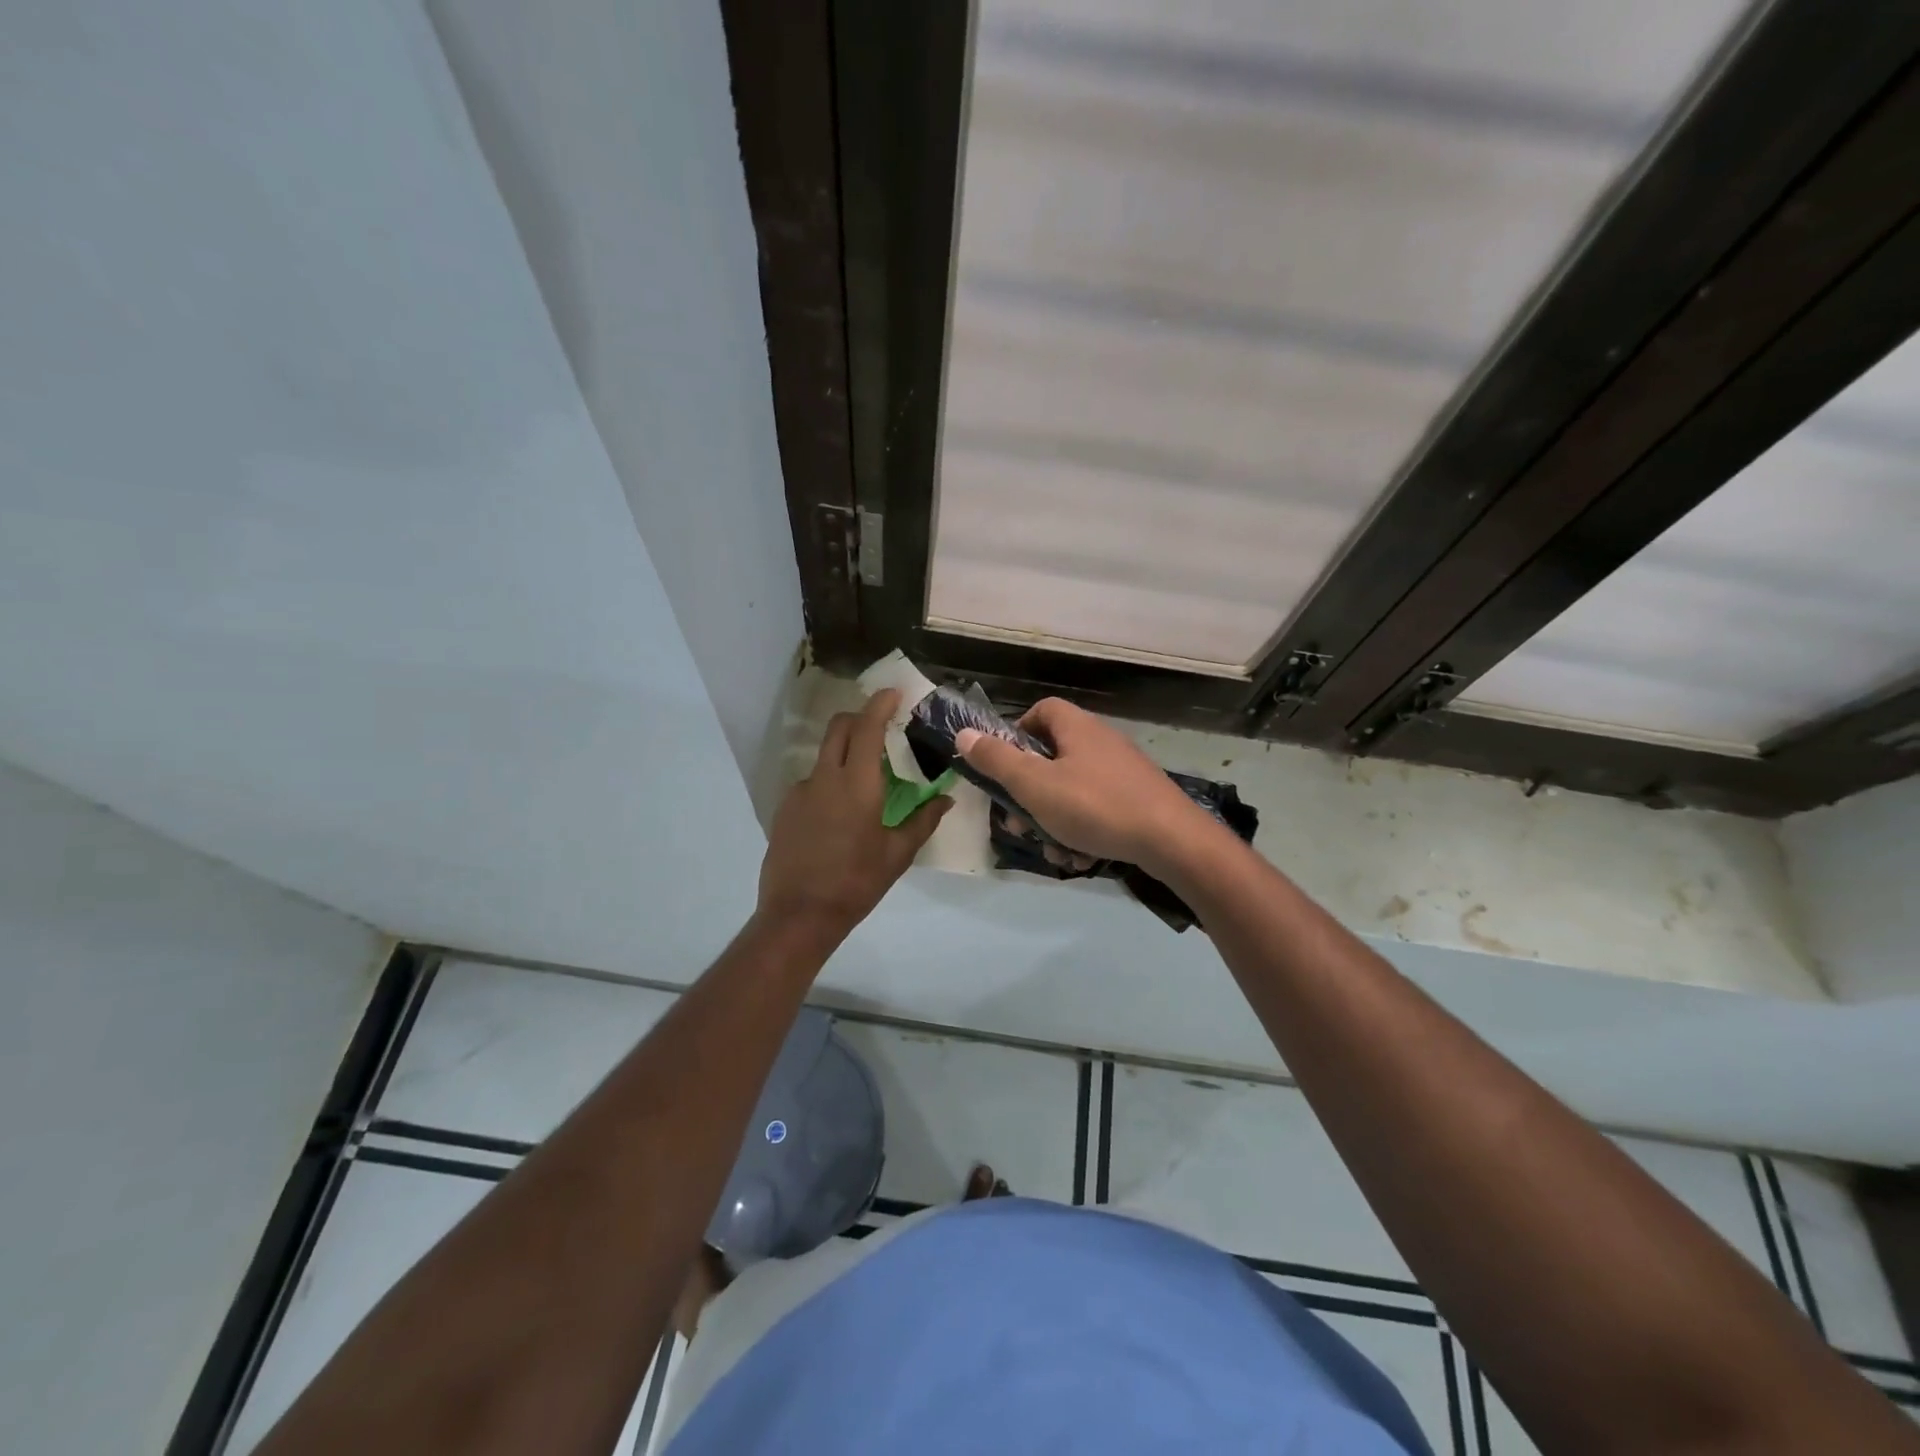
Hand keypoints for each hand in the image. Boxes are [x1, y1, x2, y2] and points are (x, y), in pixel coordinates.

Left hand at [757, 689, 949, 938]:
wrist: (799, 915)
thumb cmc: (856, 883)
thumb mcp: (897, 854)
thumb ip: (922, 821)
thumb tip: (946, 799)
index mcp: (857, 784)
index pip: (867, 728)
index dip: (880, 704)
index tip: (893, 693)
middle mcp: (824, 778)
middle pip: (838, 729)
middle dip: (858, 717)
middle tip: (879, 726)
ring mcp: (799, 792)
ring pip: (823, 757)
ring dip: (843, 754)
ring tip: (862, 783)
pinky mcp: (784, 809)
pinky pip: (810, 783)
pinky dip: (828, 783)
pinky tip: (837, 814)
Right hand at [955, 699, 1211, 870]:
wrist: (1173, 841)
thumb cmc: (1096, 806)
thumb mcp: (1035, 786)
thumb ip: (997, 761)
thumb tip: (963, 734)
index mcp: (1077, 728)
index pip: (1040, 711)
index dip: (1015, 732)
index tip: (1002, 765)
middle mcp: (1100, 742)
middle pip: (1051, 759)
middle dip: (1029, 795)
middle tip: (1019, 824)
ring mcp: (1122, 773)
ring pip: (1071, 792)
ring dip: (1054, 823)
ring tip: (1053, 851)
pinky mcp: (1137, 800)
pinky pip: (1096, 811)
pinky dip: (1082, 832)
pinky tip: (1080, 859)